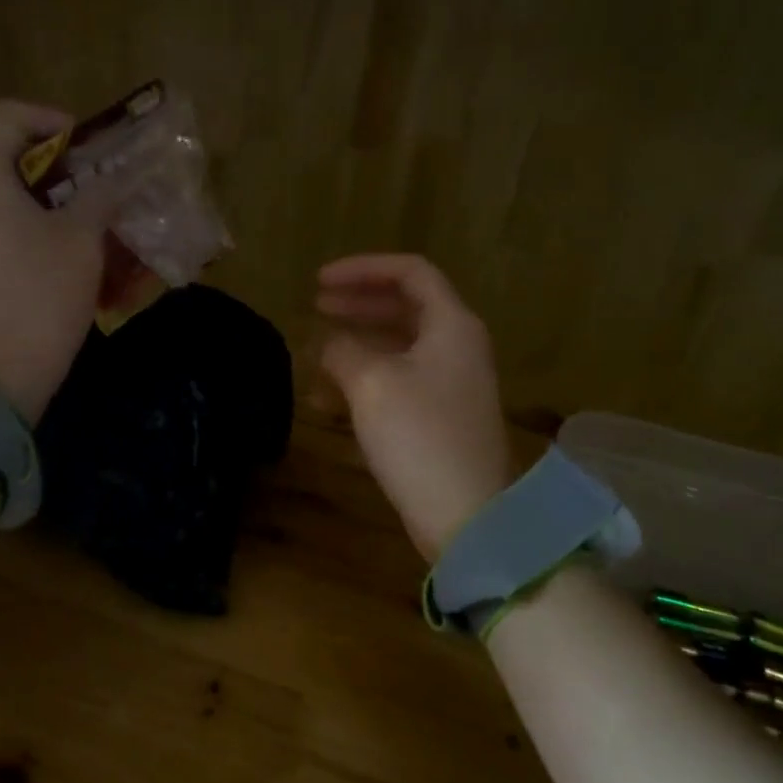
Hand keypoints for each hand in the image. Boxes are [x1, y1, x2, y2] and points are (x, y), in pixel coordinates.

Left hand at [0, 100, 126, 423]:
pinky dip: (13, 224)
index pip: (9, 116)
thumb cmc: (39, 297)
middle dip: (48, 164)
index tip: (89, 146)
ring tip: (75, 218)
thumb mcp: (81, 240)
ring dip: (32, 197)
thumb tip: (112, 179)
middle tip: (90, 183)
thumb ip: (98, 196)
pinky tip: (47, 250)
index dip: (53, 121)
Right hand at [316, 254, 511, 561]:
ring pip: (399, 348)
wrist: (466, 514)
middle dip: (358, 305)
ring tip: (316, 356)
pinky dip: (366, 382)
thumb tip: (329, 344)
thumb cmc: (419, 436)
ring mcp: (452, 384)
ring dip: (357, 346)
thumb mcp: (371, 383)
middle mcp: (458, 347)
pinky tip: (330, 401)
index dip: (362, 269)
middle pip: (405, 307)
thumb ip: (343, 350)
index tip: (319, 282)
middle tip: (316, 307)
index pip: (410, 273)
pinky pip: (400, 383)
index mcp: (452, 325)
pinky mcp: (441, 418)